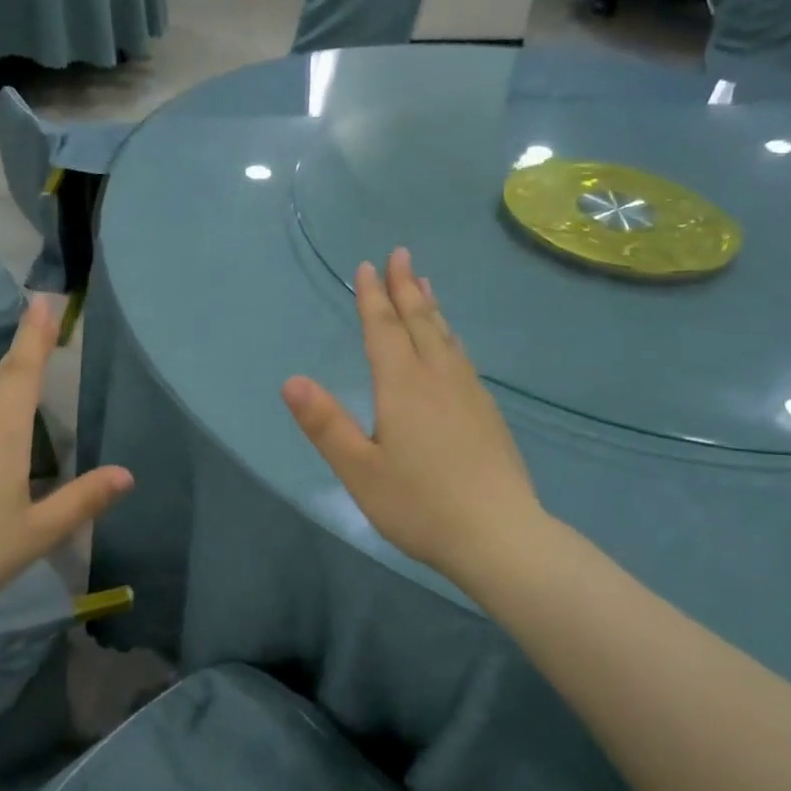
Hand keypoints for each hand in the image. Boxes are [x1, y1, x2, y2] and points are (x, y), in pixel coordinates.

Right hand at [281, 247, 548, 587]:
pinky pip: (461, 356)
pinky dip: (449, 335)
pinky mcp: (487, 412)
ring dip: (430, 307)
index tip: (368, 266)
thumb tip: (291, 381)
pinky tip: (451, 343)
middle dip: (405, 287)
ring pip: (445, 337)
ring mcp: (467, 393)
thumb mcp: (359, 470)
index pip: (383, 330)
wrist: (500, 536)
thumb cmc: (419, 505)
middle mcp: (437, 378)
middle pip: (418, 322)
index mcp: (402, 386)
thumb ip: (325, 425)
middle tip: (400, 254)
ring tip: (424, 284)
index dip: (373, 297)